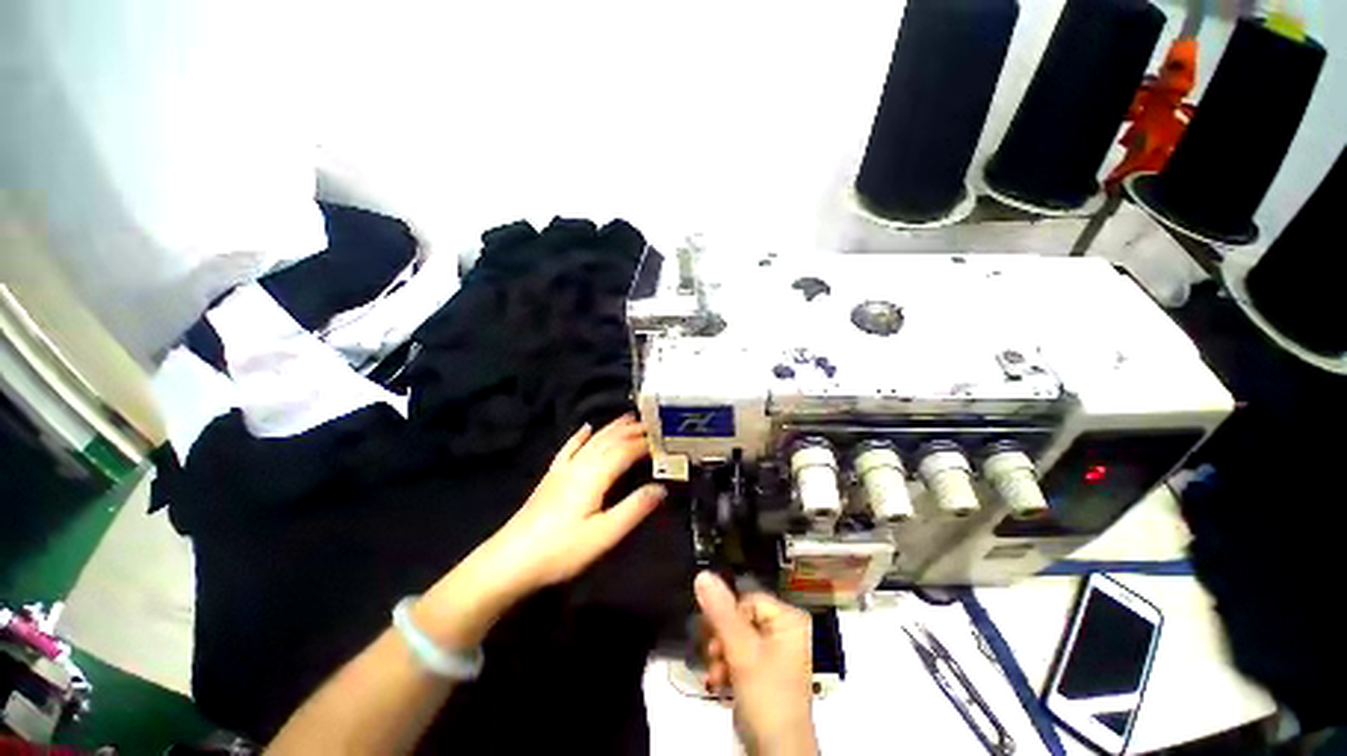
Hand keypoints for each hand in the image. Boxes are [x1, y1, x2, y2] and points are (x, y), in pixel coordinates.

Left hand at [483, 414, 665, 593]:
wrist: (510, 561)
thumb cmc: (561, 550)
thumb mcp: (604, 535)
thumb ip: (634, 509)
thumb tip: (661, 488)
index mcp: (594, 475)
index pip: (625, 450)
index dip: (645, 443)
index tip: (664, 438)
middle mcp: (580, 464)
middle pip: (609, 440)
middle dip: (631, 430)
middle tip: (652, 422)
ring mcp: (563, 468)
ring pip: (592, 440)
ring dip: (612, 427)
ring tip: (628, 417)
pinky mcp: (551, 476)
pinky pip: (569, 448)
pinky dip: (580, 435)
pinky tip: (586, 427)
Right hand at [696, 572, 817, 755]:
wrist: (776, 753)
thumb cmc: (767, 695)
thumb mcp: (742, 650)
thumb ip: (720, 612)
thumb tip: (702, 575)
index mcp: (789, 619)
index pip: (747, 599)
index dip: (728, 615)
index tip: (713, 634)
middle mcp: (784, 631)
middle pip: (740, 618)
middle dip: (722, 639)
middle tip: (712, 655)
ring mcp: (775, 653)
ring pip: (736, 638)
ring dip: (721, 655)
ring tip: (714, 674)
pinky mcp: (764, 672)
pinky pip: (739, 656)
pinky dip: (727, 667)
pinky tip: (718, 681)